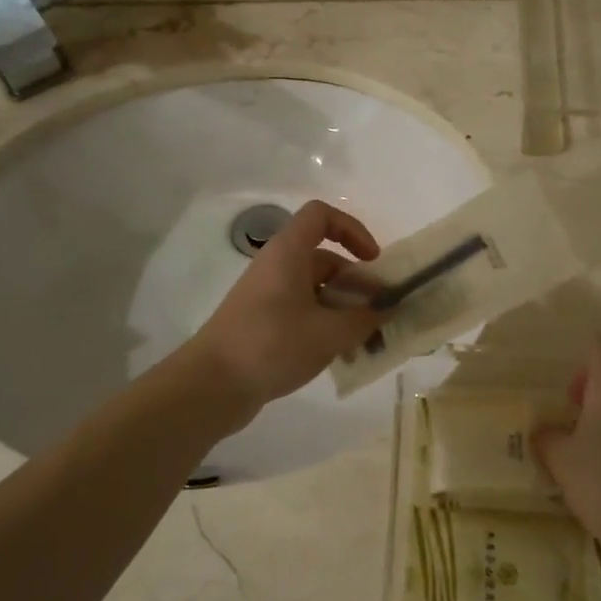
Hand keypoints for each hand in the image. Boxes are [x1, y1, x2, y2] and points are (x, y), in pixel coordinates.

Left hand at [186, 201, 382, 410]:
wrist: (212, 385)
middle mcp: (277, 267)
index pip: (321, 216)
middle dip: (357, 284)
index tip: (372, 261)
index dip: (352, 229)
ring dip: (345, 310)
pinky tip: (343, 356)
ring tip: (367, 342)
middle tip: (380, 314)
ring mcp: (268, 296)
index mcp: (288, 253)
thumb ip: (365, 318)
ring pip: (317, 291)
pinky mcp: (263, 323)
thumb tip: (388, 308)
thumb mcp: (329, 333)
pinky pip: (303, 314)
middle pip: (325, 259)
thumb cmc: (272, 344)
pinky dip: (326, 327)